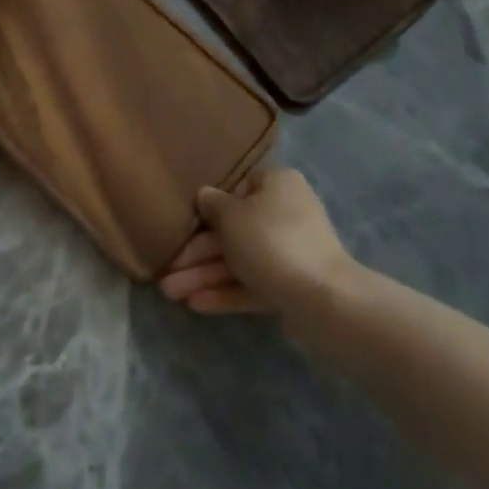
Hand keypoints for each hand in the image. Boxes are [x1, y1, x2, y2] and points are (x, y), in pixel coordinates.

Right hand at [159, 166, 359, 315]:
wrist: (321, 298)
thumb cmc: (270, 241)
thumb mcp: (231, 216)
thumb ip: (213, 205)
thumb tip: (205, 195)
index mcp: (277, 183)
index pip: (239, 187)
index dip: (210, 206)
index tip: (185, 223)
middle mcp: (286, 212)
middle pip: (234, 229)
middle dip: (198, 252)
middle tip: (167, 270)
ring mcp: (290, 250)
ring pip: (240, 259)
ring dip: (205, 275)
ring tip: (170, 293)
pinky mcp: (291, 284)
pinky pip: (252, 283)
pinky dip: (226, 291)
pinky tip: (195, 305)